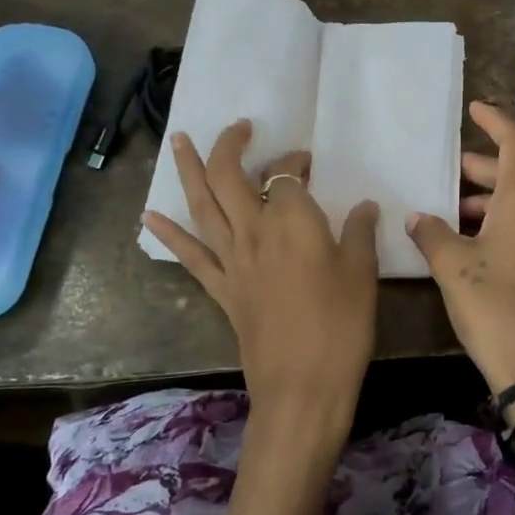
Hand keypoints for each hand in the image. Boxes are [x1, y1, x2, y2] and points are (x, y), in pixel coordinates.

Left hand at [144, 120, 379, 464]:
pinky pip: (190, 256)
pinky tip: (150, 217)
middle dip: (231, 146)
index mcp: (292, 222)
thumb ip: (359, 233)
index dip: (296, 163)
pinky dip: (169, 235)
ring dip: (189, 170)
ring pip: (203, 206)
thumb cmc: (341, 326)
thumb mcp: (362, 274)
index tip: (310, 164)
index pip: (287, 175)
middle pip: (231, 177)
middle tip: (240, 128)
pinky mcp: (221, 290)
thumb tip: (364, 206)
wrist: (302, 387)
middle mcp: (254, 232)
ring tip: (177, 140)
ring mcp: (232, 261)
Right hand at [405, 102, 514, 395]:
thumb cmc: (496, 309)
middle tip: (448, 178)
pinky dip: (508, 228)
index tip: (475, 109)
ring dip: (492, 205)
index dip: (496, 121)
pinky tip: (482, 252)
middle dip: (482, 172)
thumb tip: (418, 217)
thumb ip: (432, 235)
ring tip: (455, 220)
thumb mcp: (453, 269)